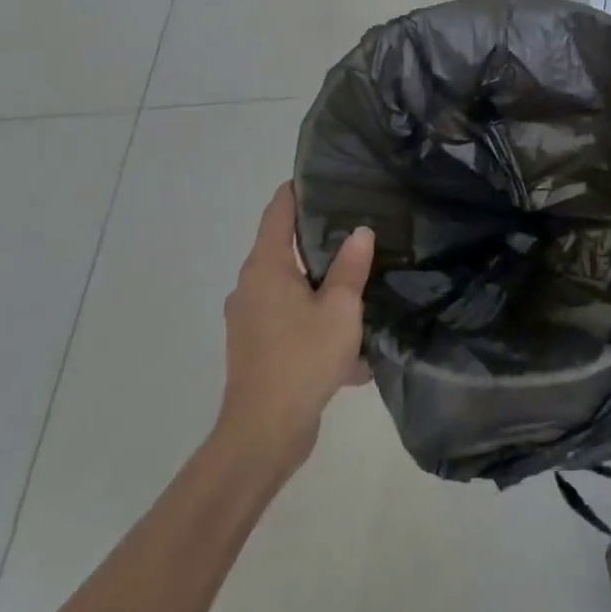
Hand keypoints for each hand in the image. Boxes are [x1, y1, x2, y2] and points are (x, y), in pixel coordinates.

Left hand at [216, 183, 373, 470]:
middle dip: (318, 235)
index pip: (278, 211)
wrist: (263, 435)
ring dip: (319, 281)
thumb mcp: (340, 309)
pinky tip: (349, 335)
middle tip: (357, 221)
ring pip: (289, 285)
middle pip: (283, 247)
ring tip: (359, 274)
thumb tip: (360, 231)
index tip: (325, 176)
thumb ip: (351, 267)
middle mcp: (251, 286)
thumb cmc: (302, 359)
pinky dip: (314, 317)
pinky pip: (290, 318)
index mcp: (266, 267)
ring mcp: (250, 319)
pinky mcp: (257, 347)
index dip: (298, 190)